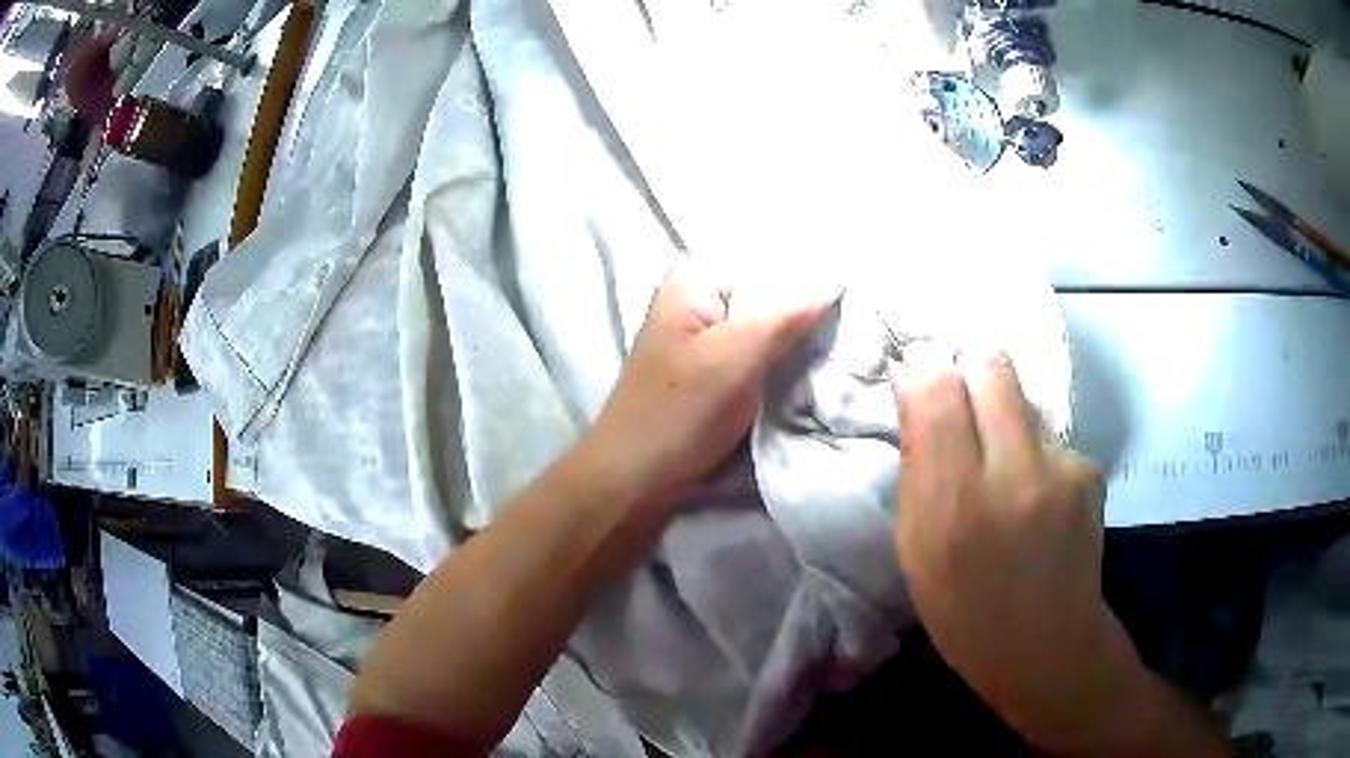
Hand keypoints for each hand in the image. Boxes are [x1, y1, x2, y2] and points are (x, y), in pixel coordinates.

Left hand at [580, 259, 837, 507]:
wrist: (635, 480)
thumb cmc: (677, 415)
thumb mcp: (732, 359)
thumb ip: (784, 315)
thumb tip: (837, 277)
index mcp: (696, 278)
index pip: (770, 254)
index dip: (815, 268)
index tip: (860, 285)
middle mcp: (703, 296)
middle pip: (773, 286)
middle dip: (814, 302)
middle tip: (863, 318)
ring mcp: (712, 333)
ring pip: (773, 320)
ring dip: (805, 333)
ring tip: (852, 337)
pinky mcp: (720, 366)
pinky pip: (766, 348)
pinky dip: (790, 355)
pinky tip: (821, 359)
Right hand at [890, 343, 1140, 751]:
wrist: (1046, 648)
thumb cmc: (963, 610)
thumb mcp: (916, 547)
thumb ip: (916, 460)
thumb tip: (908, 378)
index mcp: (955, 503)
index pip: (940, 387)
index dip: (925, 365)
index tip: (919, 373)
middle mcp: (1015, 474)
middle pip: (992, 365)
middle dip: (968, 371)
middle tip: (960, 407)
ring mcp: (1062, 469)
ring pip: (1023, 397)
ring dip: (1004, 415)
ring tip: (1002, 467)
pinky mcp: (1091, 470)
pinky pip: (1050, 433)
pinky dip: (1035, 450)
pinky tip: (1037, 494)